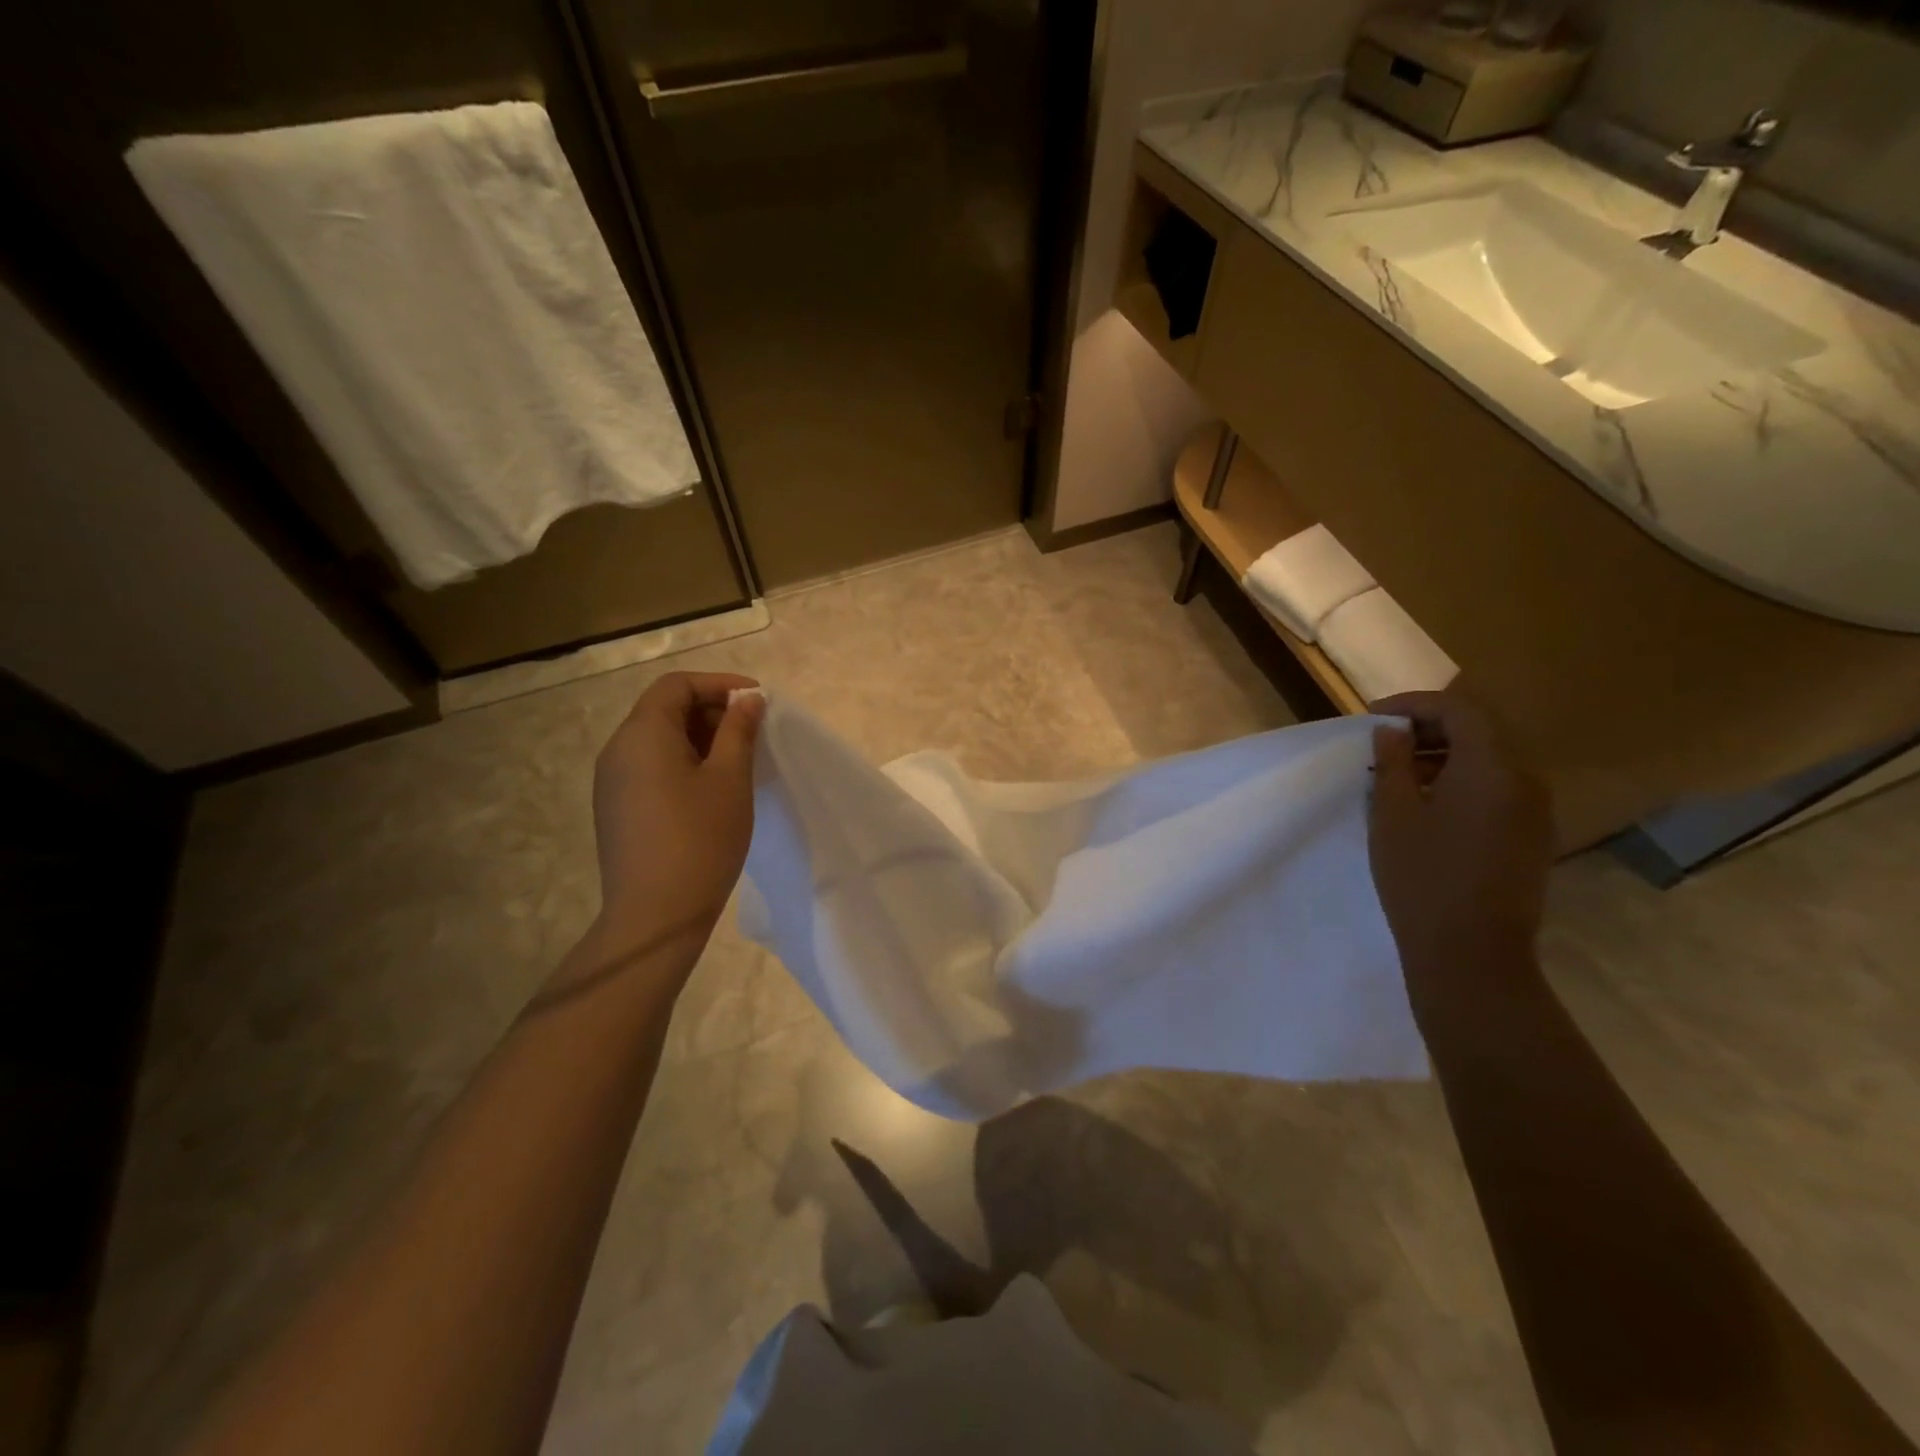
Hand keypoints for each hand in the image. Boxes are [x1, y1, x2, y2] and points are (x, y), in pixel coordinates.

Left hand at [590, 672, 764, 949]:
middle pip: (664, 709)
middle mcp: (618, 749)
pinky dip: (682, 762)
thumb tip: (747, 699)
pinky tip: (711, 788)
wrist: (655, 915)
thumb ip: (738, 730)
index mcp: (642, 734)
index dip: (719, 684)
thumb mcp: (729, 778)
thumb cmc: (700, 839)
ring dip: (699, 737)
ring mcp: (612, 781)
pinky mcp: (616, 808)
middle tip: (752, 730)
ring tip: (737, 759)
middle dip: (710, 710)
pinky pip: (650, 766)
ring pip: (657, 739)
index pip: (676, 685)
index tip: (757, 700)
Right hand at [1368, 692, 1552, 1008]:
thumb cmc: (1422, 876)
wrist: (1471, 953)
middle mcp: (1525, 781)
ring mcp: (1534, 812)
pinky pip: (1497, 791)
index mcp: (1492, 768)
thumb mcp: (1393, 814)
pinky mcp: (1531, 838)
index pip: (1459, 710)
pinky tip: (1427, 807)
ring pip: (1489, 763)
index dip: (1414, 704)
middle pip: (1480, 732)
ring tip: (1398, 776)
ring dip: (1444, 757)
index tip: (1373, 717)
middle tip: (1383, 744)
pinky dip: (1461, 783)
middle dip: (1429, 729)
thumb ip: (1394, 762)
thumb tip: (1392, 731)